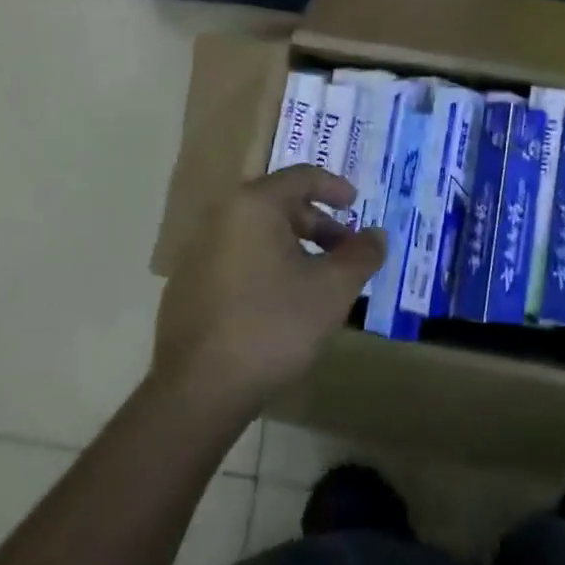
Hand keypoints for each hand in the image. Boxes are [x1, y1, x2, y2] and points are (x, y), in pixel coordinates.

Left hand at [150, 165, 385, 416]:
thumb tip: (376, 234)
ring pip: (257, 234)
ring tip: (318, 280)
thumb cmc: (274, 325)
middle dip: (318, 224)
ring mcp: (198, 252)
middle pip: (279, 205)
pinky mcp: (188, 285)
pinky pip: (238, 259)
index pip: (301, 177)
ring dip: (294, 247)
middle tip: (345, 251)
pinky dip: (267, 266)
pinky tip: (282, 303)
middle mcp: (221, 218)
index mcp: (254, 206)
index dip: (334, 187)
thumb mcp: (333, 289)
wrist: (200, 388)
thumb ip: (361, 254)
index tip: (356, 204)